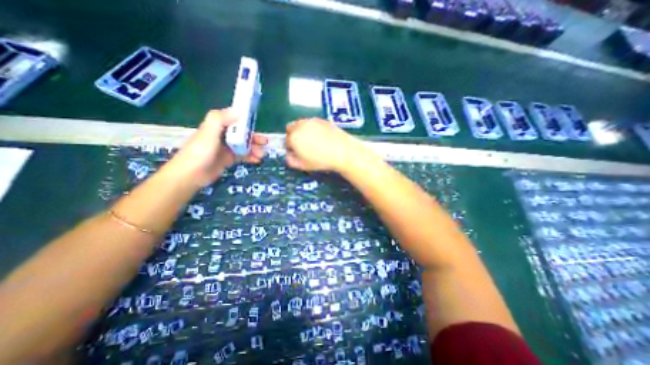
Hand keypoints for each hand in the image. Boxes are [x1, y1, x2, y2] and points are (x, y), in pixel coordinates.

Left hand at [169, 108, 269, 185]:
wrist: (190, 175)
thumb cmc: (199, 152)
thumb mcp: (209, 132)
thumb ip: (221, 119)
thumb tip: (239, 109)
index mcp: (218, 126)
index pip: (235, 121)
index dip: (247, 122)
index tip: (257, 126)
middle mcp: (222, 135)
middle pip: (242, 134)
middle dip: (254, 138)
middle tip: (265, 143)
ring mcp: (226, 148)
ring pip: (244, 145)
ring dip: (254, 148)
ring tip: (262, 155)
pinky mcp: (228, 159)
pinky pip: (242, 156)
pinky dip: (250, 157)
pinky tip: (257, 160)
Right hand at [285, 117, 370, 172]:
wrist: (342, 151)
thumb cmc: (321, 161)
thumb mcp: (303, 166)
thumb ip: (291, 161)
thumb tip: (288, 156)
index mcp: (293, 137)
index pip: (286, 141)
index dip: (291, 148)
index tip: (297, 153)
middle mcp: (300, 126)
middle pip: (291, 129)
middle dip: (294, 136)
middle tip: (303, 145)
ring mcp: (311, 121)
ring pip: (301, 123)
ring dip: (302, 130)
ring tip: (312, 140)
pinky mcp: (322, 119)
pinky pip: (312, 122)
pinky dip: (312, 128)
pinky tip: (321, 136)